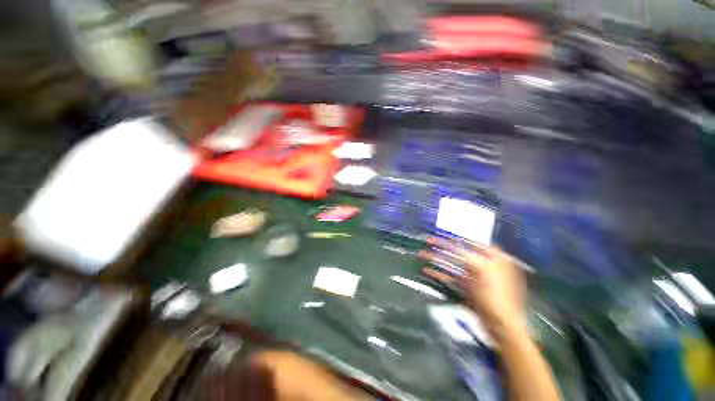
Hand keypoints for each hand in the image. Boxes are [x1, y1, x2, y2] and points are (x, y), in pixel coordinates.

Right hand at [421, 239, 527, 339]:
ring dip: (437, 259)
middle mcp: (485, 265)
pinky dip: (439, 274)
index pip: (473, 241)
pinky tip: (426, 271)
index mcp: (495, 258)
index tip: (441, 232)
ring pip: (453, 264)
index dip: (456, 236)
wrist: (501, 327)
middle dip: (442, 247)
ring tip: (422, 254)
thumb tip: (453, 243)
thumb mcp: (482, 269)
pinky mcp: (467, 289)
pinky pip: (451, 278)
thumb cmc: (496, 295)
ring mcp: (475, 278)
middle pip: (460, 252)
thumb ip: (467, 255)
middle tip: (428, 241)